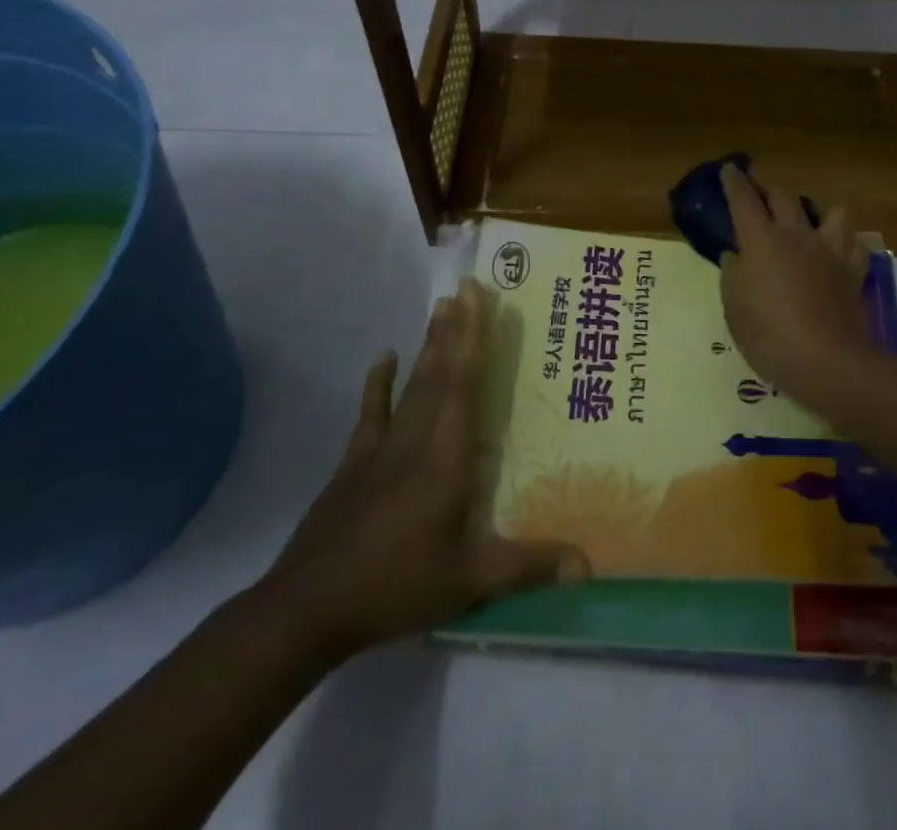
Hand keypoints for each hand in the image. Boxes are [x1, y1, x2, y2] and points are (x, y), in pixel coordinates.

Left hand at [260, 278, 587, 661]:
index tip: (478, 297)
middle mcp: (416, 438)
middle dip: (456, 328)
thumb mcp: (470, 581)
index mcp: (445, 456)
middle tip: (466, 287)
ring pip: (412, 385)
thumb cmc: (396, 586)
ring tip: (441, 308)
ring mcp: (381, 447)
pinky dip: (378, 383)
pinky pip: (372, 412)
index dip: (473, 337)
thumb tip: (589, 566)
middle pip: (439, 372)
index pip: (463, 383)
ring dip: (429, 345)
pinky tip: (384, 357)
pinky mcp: (355, 462)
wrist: (307, 609)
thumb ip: (529, 566)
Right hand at [718, 164, 879, 412]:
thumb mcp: (734, 307)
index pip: (744, 200)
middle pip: (783, 197)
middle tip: (762, 200)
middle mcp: (796, 235)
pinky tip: (837, 252)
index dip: (735, 182)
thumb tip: (736, 254)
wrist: (826, 361)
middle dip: (770, 193)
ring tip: (809, 225)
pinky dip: (845, 243)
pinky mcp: (853, 269)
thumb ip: (733, 273)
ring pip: (830, 211)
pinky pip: (854, 243)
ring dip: (817, 212)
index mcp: (761, 240)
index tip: (730, 169)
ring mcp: (829, 250)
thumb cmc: (768, 335)